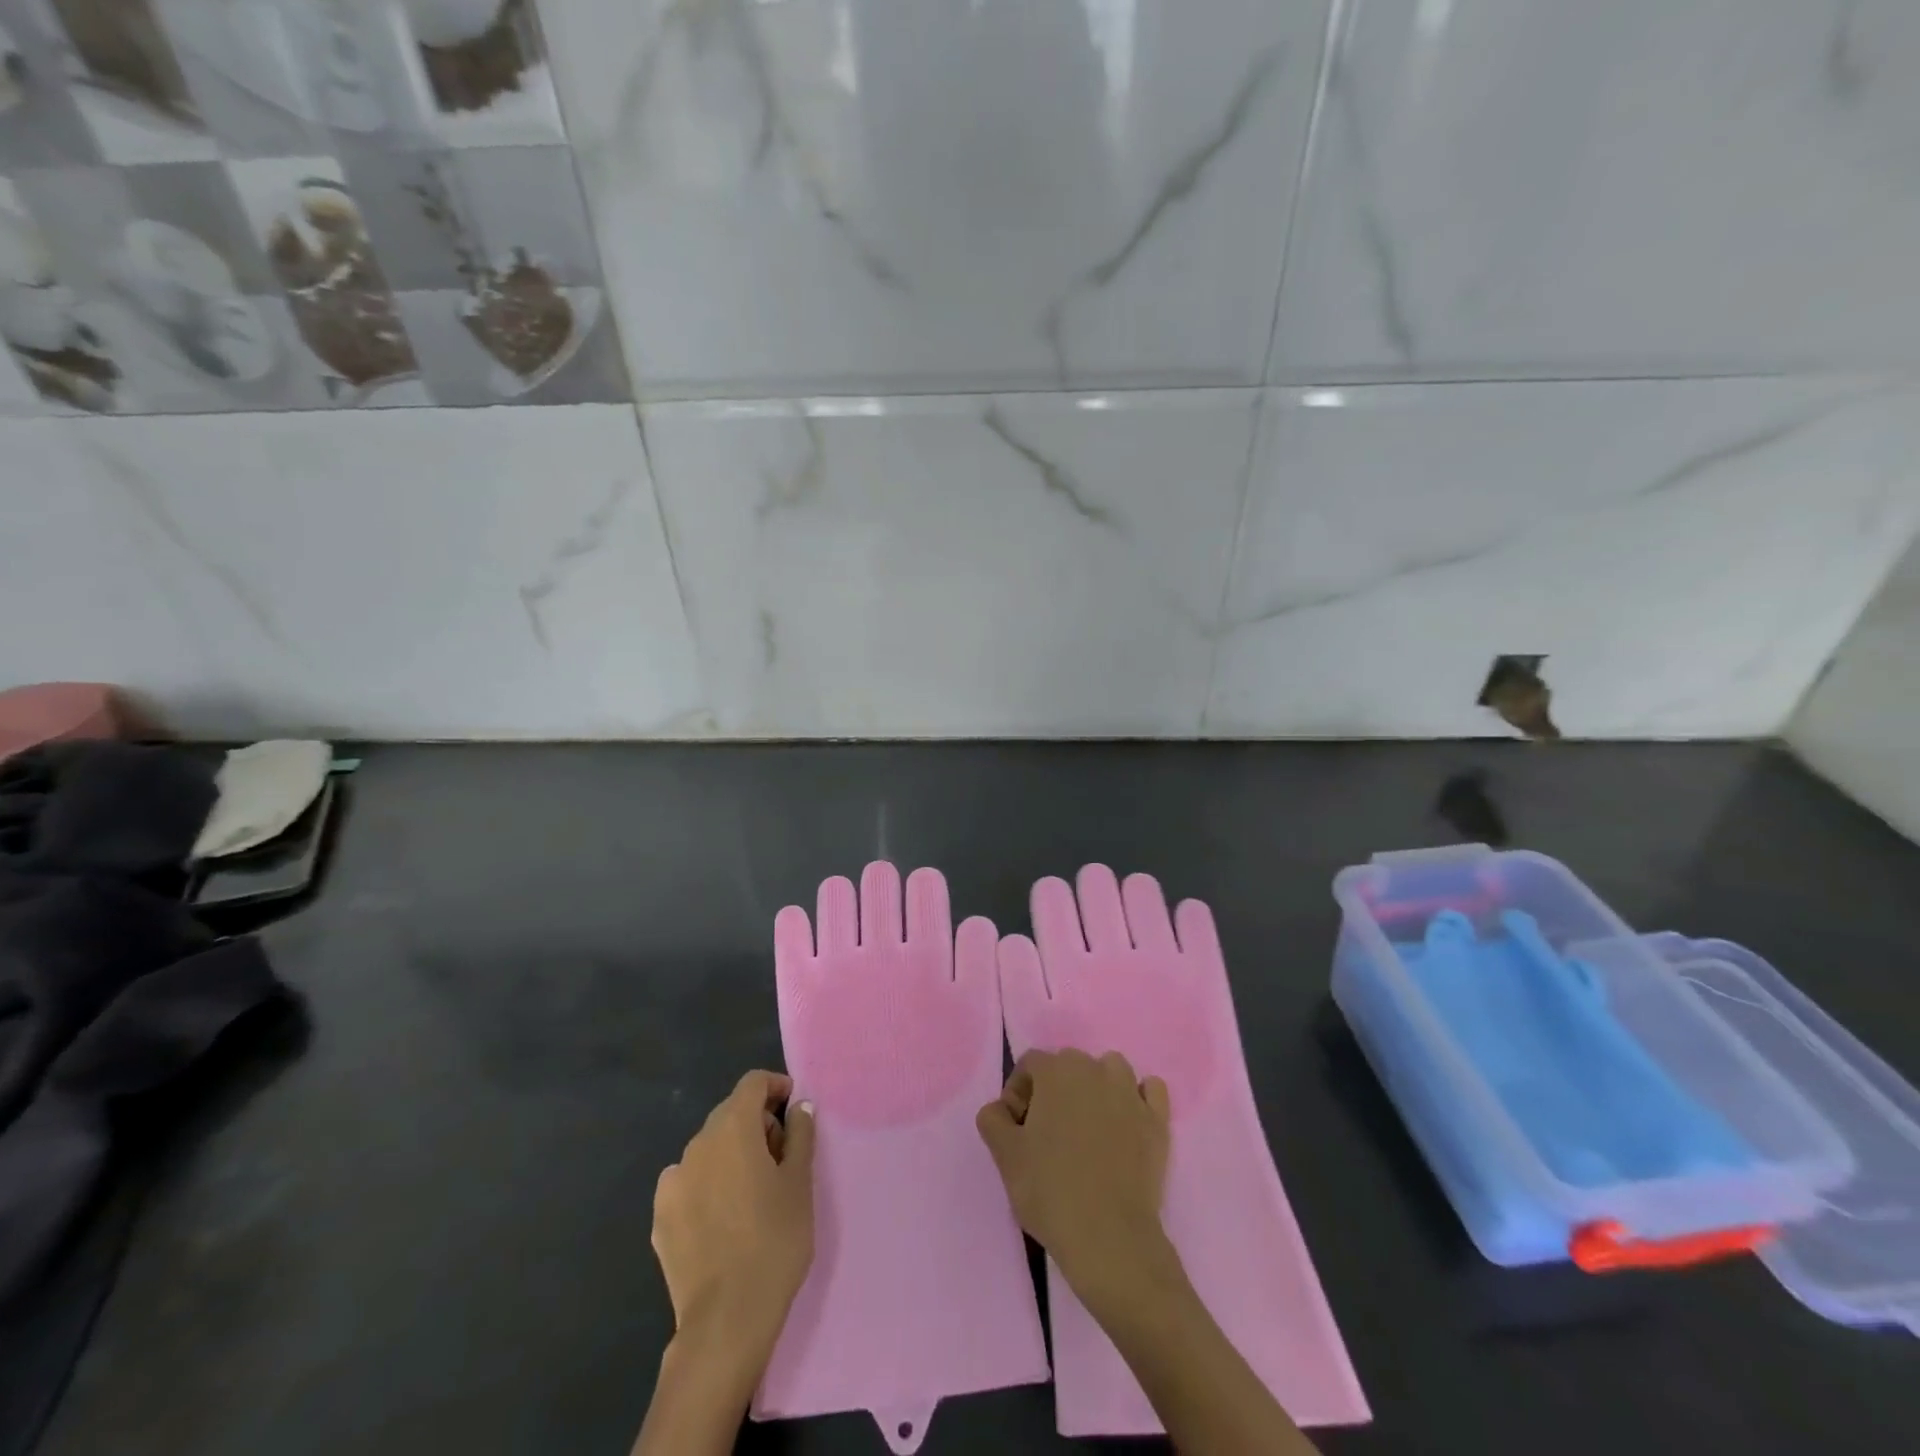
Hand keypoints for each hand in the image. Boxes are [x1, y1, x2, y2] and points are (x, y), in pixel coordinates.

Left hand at [653, 1071, 816, 1358]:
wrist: (726, 1321)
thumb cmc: (774, 1240)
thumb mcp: (800, 1183)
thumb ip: (800, 1134)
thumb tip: (798, 1107)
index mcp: (732, 1128)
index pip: (753, 1083)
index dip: (776, 1088)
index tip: (794, 1112)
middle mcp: (697, 1144)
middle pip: (730, 1114)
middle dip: (757, 1124)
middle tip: (782, 1158)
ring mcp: (673, 1181)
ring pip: (709, 1149)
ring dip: (732, 1155)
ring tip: (753, 1192)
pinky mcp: (660, 1217)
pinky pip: (690, 1182)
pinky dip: (709, 1184)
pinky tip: (724, 1218)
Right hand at [975, 1049, 1172, 1311]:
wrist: (1110, 1238)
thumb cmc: (1051, 1191)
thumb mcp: (1004, 1156)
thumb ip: (993, 1119)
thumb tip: (1000, 1109)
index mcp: (1056, 1072)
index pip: (1030, 1064)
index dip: (1018, 1092)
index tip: (1017, 1129)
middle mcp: (1095, 1070)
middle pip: (1069, 1064)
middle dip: (1055, 1089)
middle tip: (1048, 1132)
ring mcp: (1130, 1093)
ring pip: (1110, 1069)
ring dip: (1096, 1087)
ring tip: (1088, 1126)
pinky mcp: (1158, 1121)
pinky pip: (1150, 1090)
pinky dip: (1139, 1098)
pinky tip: (1127, 1123)